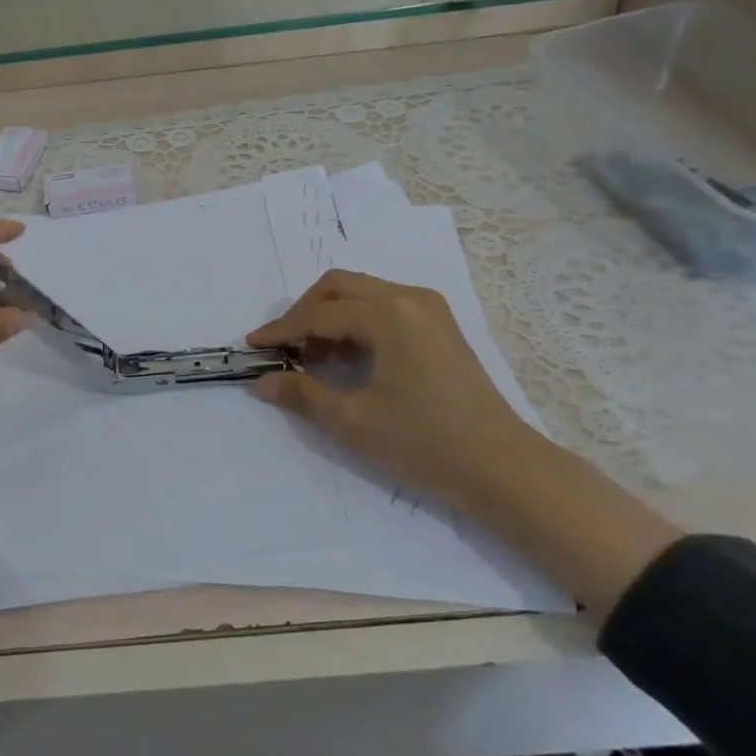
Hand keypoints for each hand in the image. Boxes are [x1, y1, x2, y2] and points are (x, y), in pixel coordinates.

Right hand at [247, 269, 543, 507]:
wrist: (503, 469)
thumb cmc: (424, 442)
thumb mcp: (353, 421)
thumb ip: (302, 394)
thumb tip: (261, 383)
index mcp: (388, 314)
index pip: (319, 314)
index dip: (281, 331)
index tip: (252, 347)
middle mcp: (409, 298)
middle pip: (339, 287)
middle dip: (304, 313)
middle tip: (284, 349)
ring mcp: (429, 309)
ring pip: (362, 293)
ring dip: (330, 316)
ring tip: (314, 359)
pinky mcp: (440, 326)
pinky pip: (384, 306)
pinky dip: (357, 323)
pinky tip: (348, 359)